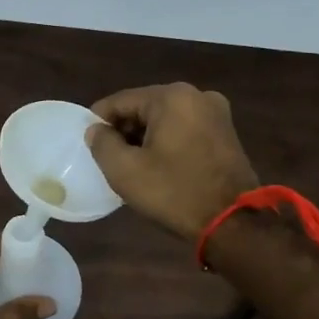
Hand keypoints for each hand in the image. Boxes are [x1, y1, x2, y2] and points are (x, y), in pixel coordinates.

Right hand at [86, 83, 259, 240]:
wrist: (232, 222)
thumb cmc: (174, 192)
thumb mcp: (125, 170)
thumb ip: (102, 144)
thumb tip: (96, 130)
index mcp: (172, 97)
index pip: (121, 101)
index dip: (98, 120)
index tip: (86, 142)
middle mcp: (197, 95)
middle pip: (145, 107)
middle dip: (124, 130)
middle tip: (108, 157)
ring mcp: (216, 113)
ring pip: (165, 119)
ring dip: (145, 137)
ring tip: (131, 164)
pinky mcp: (226, 133)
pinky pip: (185, 129)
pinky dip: (167, 142)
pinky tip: (157, 166)